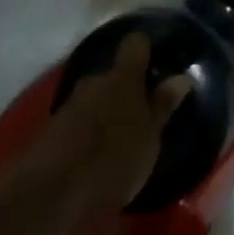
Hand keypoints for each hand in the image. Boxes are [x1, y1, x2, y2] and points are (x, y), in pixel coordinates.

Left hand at [26, 32, 188, 216]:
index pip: (136, 44)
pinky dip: (93, 129)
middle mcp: (95, 80)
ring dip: (110, 111)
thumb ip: (163, 106)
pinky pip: (82, 118)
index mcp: (123, 77)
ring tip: (125, 138)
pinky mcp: (55, 126)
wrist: (52, 190)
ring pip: (98, 96)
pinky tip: (101, 153)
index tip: (160, 62)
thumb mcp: (149, 137)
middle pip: (116, 73)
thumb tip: (181, 77)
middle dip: (130, 88)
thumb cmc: (112, 159)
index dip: (147, 48)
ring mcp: (72, 102)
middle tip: (147, 113)